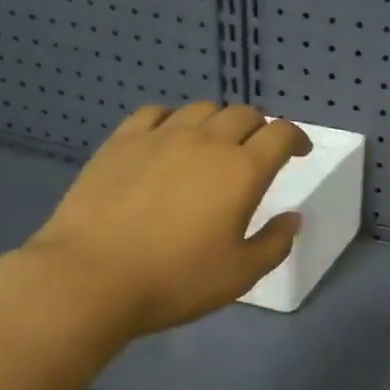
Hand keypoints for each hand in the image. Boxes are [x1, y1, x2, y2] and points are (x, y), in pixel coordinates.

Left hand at [24, 101, 310, 336]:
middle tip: (259, 151)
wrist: (91, 278)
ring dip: (219, 122)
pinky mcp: (122, 141)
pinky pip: (156, 113)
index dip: (296, 138)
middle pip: (244, 114)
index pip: (281, 134)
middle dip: (260, 128)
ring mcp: (160, 136)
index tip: (299, 152)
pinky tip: (170, 139)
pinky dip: (174, 120)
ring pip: (202, 109)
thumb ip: (275, 243)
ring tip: (215, 144)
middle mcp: (206, 142)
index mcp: (242, 170)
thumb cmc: (176, 280)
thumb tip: (292, 218)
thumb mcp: (240, 274)